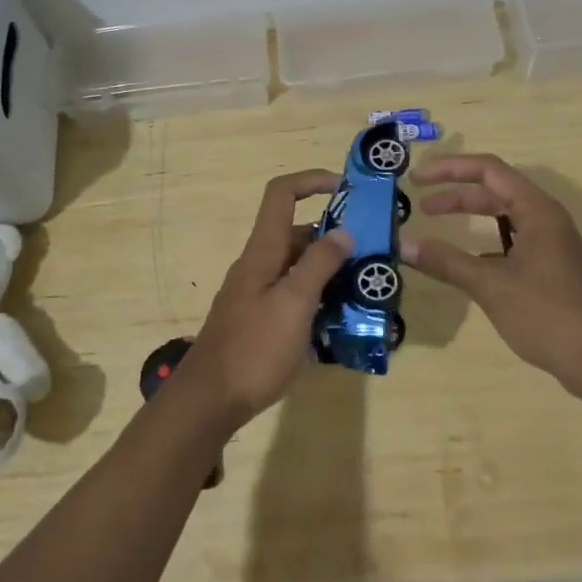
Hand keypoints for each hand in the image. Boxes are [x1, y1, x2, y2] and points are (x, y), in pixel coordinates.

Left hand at [177, 170, 353, 433]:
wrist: (209, 401)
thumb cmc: (254, 348)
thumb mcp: (294, 303)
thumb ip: (319, 264)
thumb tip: (342, 231)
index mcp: (263, 251)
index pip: (281, 194)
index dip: (312, 180)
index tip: (347, 190)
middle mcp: (258, 265)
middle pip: (297, 234)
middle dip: (334, 238)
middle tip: (372, 255)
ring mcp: (257, 295)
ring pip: (298, 269)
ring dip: (330, 274)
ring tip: (366, 292)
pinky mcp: (260, 321)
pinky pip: (294, 298)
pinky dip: (318, 302)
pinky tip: (341, 325)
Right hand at [404, 154, 581, 402]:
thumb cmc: (549, 313)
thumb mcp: (491, 285)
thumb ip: (446, 262)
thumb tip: (403, 245)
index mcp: (536, 210)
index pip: (488, 169)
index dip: (450, 169)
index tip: (417, 179)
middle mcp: (544, 218)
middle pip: (494, 190)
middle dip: (456, 194)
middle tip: (419, 204)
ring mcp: (550, 244)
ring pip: (503, 217)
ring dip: (470, 216)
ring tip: (435, 225)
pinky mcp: (550, 269)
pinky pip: (510, 241)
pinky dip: (483, 243)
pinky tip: (464, 262)